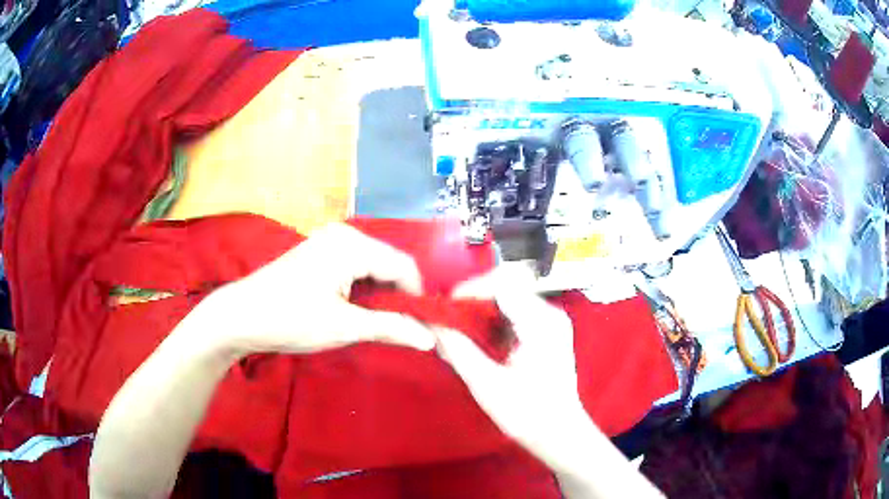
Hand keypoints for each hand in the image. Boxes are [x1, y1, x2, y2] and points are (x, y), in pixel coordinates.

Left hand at [208, 223, 435, 354]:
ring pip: (373, 266)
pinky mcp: (319, 252)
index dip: (417, 296)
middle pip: (389, 263)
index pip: (403, 265)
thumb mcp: (344, 327)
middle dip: (399, 295)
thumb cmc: (291, 320)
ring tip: (382, 322)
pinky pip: (355, 266)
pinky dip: (364, 288)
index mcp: (352, 245)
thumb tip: (431, 339)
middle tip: (404, 328)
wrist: (241, 316)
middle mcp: (344, 235)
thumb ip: (391, 328)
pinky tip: (359, 308)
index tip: (422, 326)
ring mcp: (329, 241)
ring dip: (382, 293)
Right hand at [434, 266, 590, 465]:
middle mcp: (550, 313)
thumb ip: (458, 350)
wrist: (559, 433)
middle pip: (506, 285)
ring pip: (508, 296)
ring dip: (481, 309)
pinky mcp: (546, 330)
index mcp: (541, 323)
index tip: (445, 309)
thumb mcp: (486, 384)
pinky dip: (492, 320)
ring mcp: (550, 320)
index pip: (502, 283)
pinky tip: (478, 340)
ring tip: (459, 331)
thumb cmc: (526, 413)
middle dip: (472, 299)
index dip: (469, 290)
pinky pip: (514, 311)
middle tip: (448, 321)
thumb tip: (433, 324)